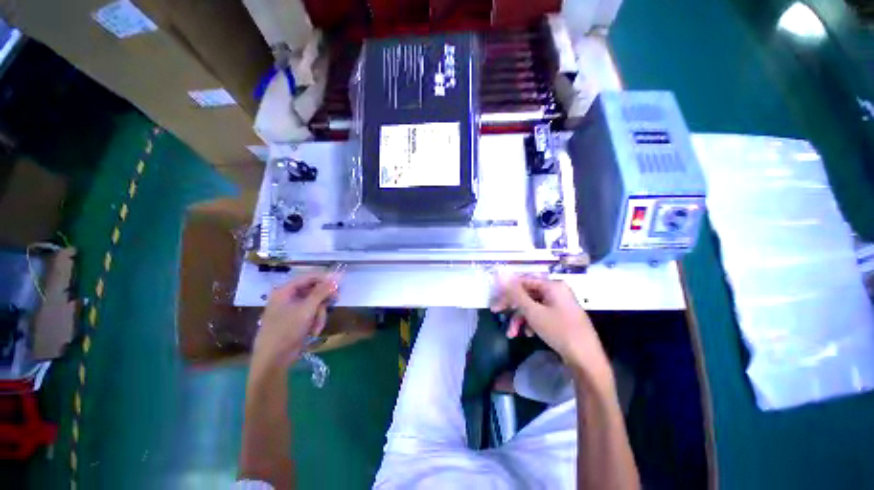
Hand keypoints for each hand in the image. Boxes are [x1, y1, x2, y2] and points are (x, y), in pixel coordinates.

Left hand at [253, 273, 339, 369]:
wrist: (273, 359)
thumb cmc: (287, 331)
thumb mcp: (307, 309)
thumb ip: (322, 292)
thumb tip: (336, 278)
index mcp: (285, 291)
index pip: (310, 277)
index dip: (325, 279)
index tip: (340, 284)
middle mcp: (287, 297)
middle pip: (314, 291)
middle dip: (322, 301)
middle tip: (335, 301)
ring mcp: (291, 309)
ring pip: (315, 304)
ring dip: (319, 315)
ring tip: (316, 327)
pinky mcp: (295, 320)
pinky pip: (311, 314)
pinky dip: (315, 321)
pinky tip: (313, 331)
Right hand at [491, 274, 612, 389]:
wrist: (587, 360)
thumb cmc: (560, 331)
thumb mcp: (533, 311)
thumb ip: (516, 293)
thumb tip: (501, 274)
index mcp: (552, 285)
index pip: (523, 281)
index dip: (507, 290)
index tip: (495, 300)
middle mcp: (556, 291)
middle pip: (527, 294)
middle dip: (512, 307)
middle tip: (496, 313)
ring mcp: (560, 304)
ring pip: (532, 306)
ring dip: (520, 318)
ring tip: (512, 333)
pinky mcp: (561, 316)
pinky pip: (541, 314)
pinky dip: (531, 322)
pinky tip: (528, 334)